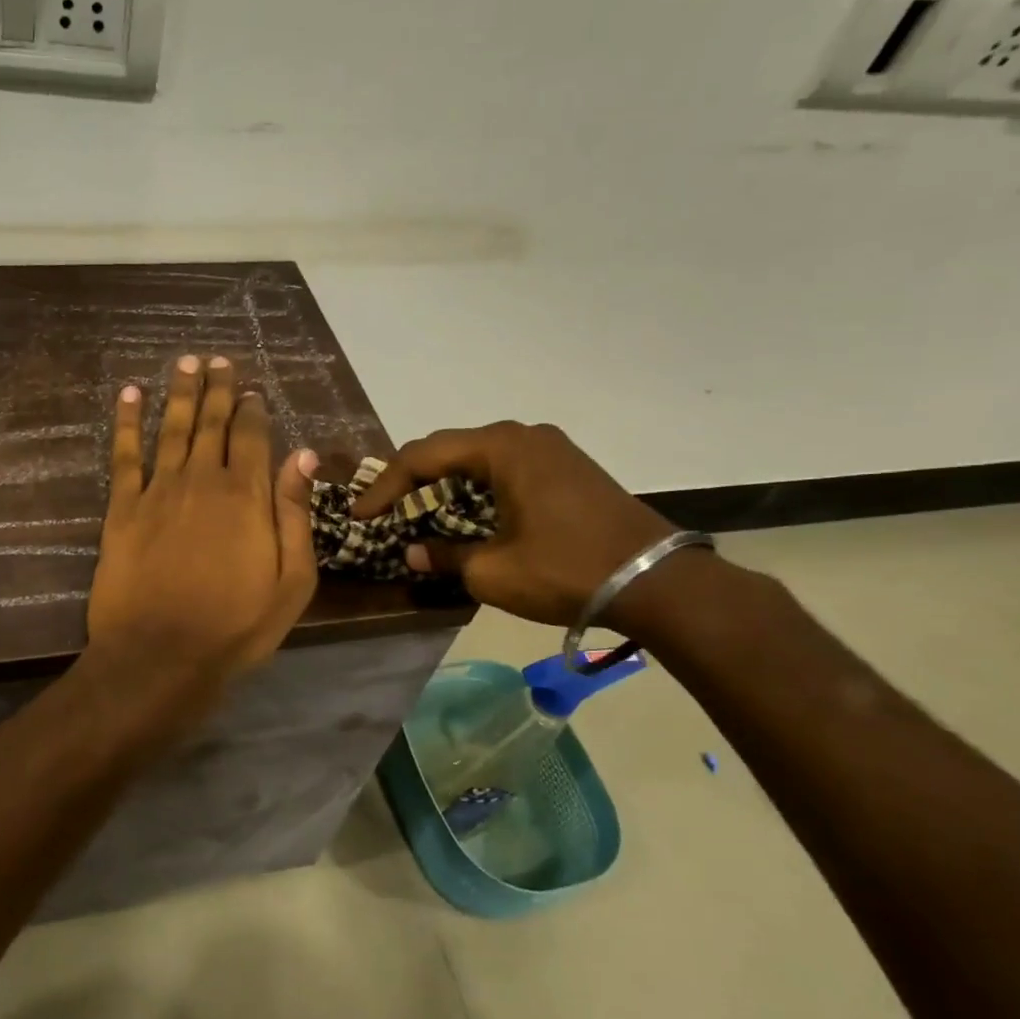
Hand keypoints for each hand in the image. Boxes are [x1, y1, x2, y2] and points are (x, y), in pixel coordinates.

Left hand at [88, 355, 319, 681]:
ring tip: (185, 362)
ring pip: (172, 428)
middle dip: (217, 389)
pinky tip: (129, 394)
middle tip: (217, 360)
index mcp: (247, 495)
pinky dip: (126, 421)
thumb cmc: (235, 626)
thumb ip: (295, 514)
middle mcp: (203, 480)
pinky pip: (124, 455)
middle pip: (212, 423)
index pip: (253, 437)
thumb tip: (303, 456)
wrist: (160, 655)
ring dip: (179, 392)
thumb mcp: (291, 581)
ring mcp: (159, 491)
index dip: (252, 409)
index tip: (252, 389)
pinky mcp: (122, 508)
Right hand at [350, 421, 674, 625]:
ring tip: (418, 515)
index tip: (362, 516)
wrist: (657, 582)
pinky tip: (466, 516)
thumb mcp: (492, 571)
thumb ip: (442, 556)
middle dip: (412, 482)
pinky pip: (505, 469)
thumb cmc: (565, 569)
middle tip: (384, 512)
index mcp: (501, 448)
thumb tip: (411, 552)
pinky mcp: (567, 468)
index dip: (385, 486)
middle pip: (448, 451)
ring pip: (477, 459)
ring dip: (444, 486)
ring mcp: (550, 449)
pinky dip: (476, 490)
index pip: (422, 456)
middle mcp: (523, 436)